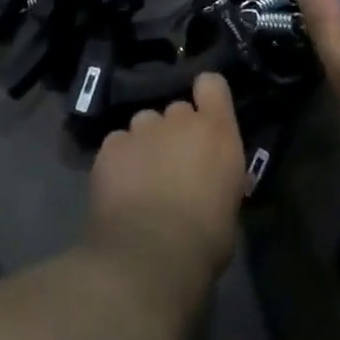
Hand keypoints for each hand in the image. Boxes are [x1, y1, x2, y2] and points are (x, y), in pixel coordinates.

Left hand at [87, 72, 244, 307]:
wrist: (151, 255)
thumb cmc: (205, 240)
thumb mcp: (228, 206)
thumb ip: (217, 178)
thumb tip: (208, 183)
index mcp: (217, 132)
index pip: (212, 84)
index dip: (206, 95)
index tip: (204, 113)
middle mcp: (179, 120)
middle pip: (176, 110)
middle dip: (174, 132)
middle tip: (172, 166)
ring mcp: (141, 129)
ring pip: (144, 124)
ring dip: (146, 143)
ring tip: (141, 178)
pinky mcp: (110, 146)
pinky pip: (117, 144)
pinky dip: (119, 160)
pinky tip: (119, 188)